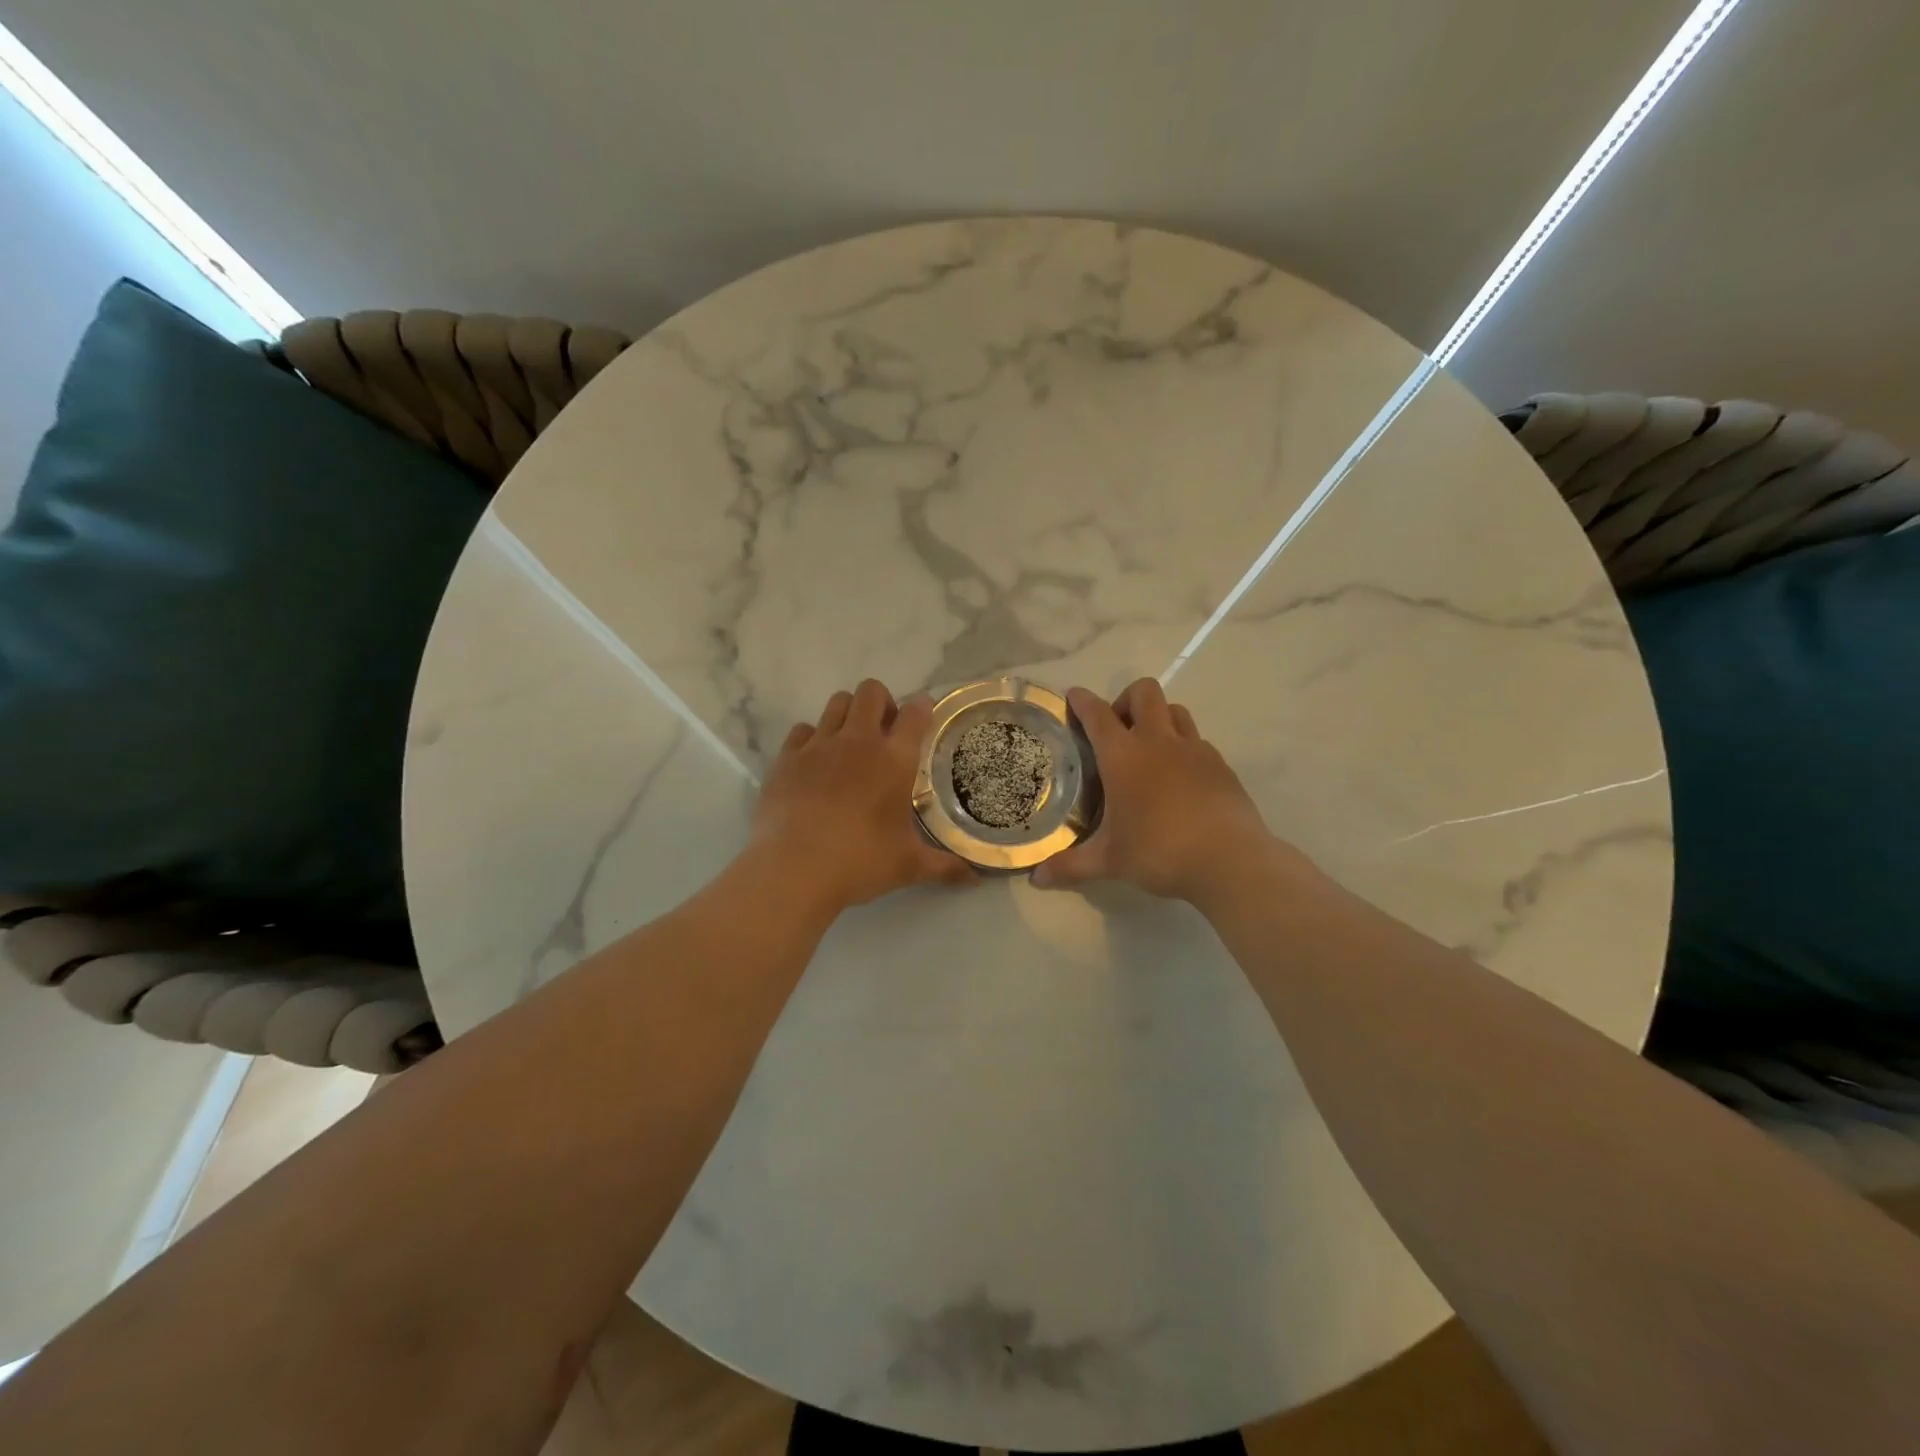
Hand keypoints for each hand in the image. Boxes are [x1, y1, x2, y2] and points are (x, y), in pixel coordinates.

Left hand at [753, 680, 973, 913]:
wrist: (792, 870)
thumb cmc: (859, 862)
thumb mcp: (908, 866)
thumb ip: (944, 867)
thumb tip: (975, 878)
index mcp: (894, 760)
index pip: (915, 713)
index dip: (923, 708)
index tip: (924, 716)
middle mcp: (858, 741)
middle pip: (871, 692)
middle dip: (882, 703)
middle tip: (885, 733)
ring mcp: (818, 745)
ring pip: (836, 702)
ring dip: (848, 714)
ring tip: (850, 744)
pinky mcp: (786, 758)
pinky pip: (802, 730)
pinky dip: (812, 739)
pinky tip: (815, 764)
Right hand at [1033, 679, 1284, 904]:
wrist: (1229, 860)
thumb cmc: (1159, 852)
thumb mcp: (1109, 861)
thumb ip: (1071, 866)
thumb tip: (1036, 879)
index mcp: (1123, 756)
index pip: (1097, 714)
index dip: (1082, 701)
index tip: (1073, 696)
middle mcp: (1158, 742)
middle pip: (1144, 692)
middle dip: (1126, 699)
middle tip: (1117, 730)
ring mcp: (1194, 749)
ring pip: (1175, 710)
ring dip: (1159, 718)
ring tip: (1150, 749)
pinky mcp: (1221, 765)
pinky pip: (1198, 740)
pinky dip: (1184, 748)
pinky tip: (1180, 779)